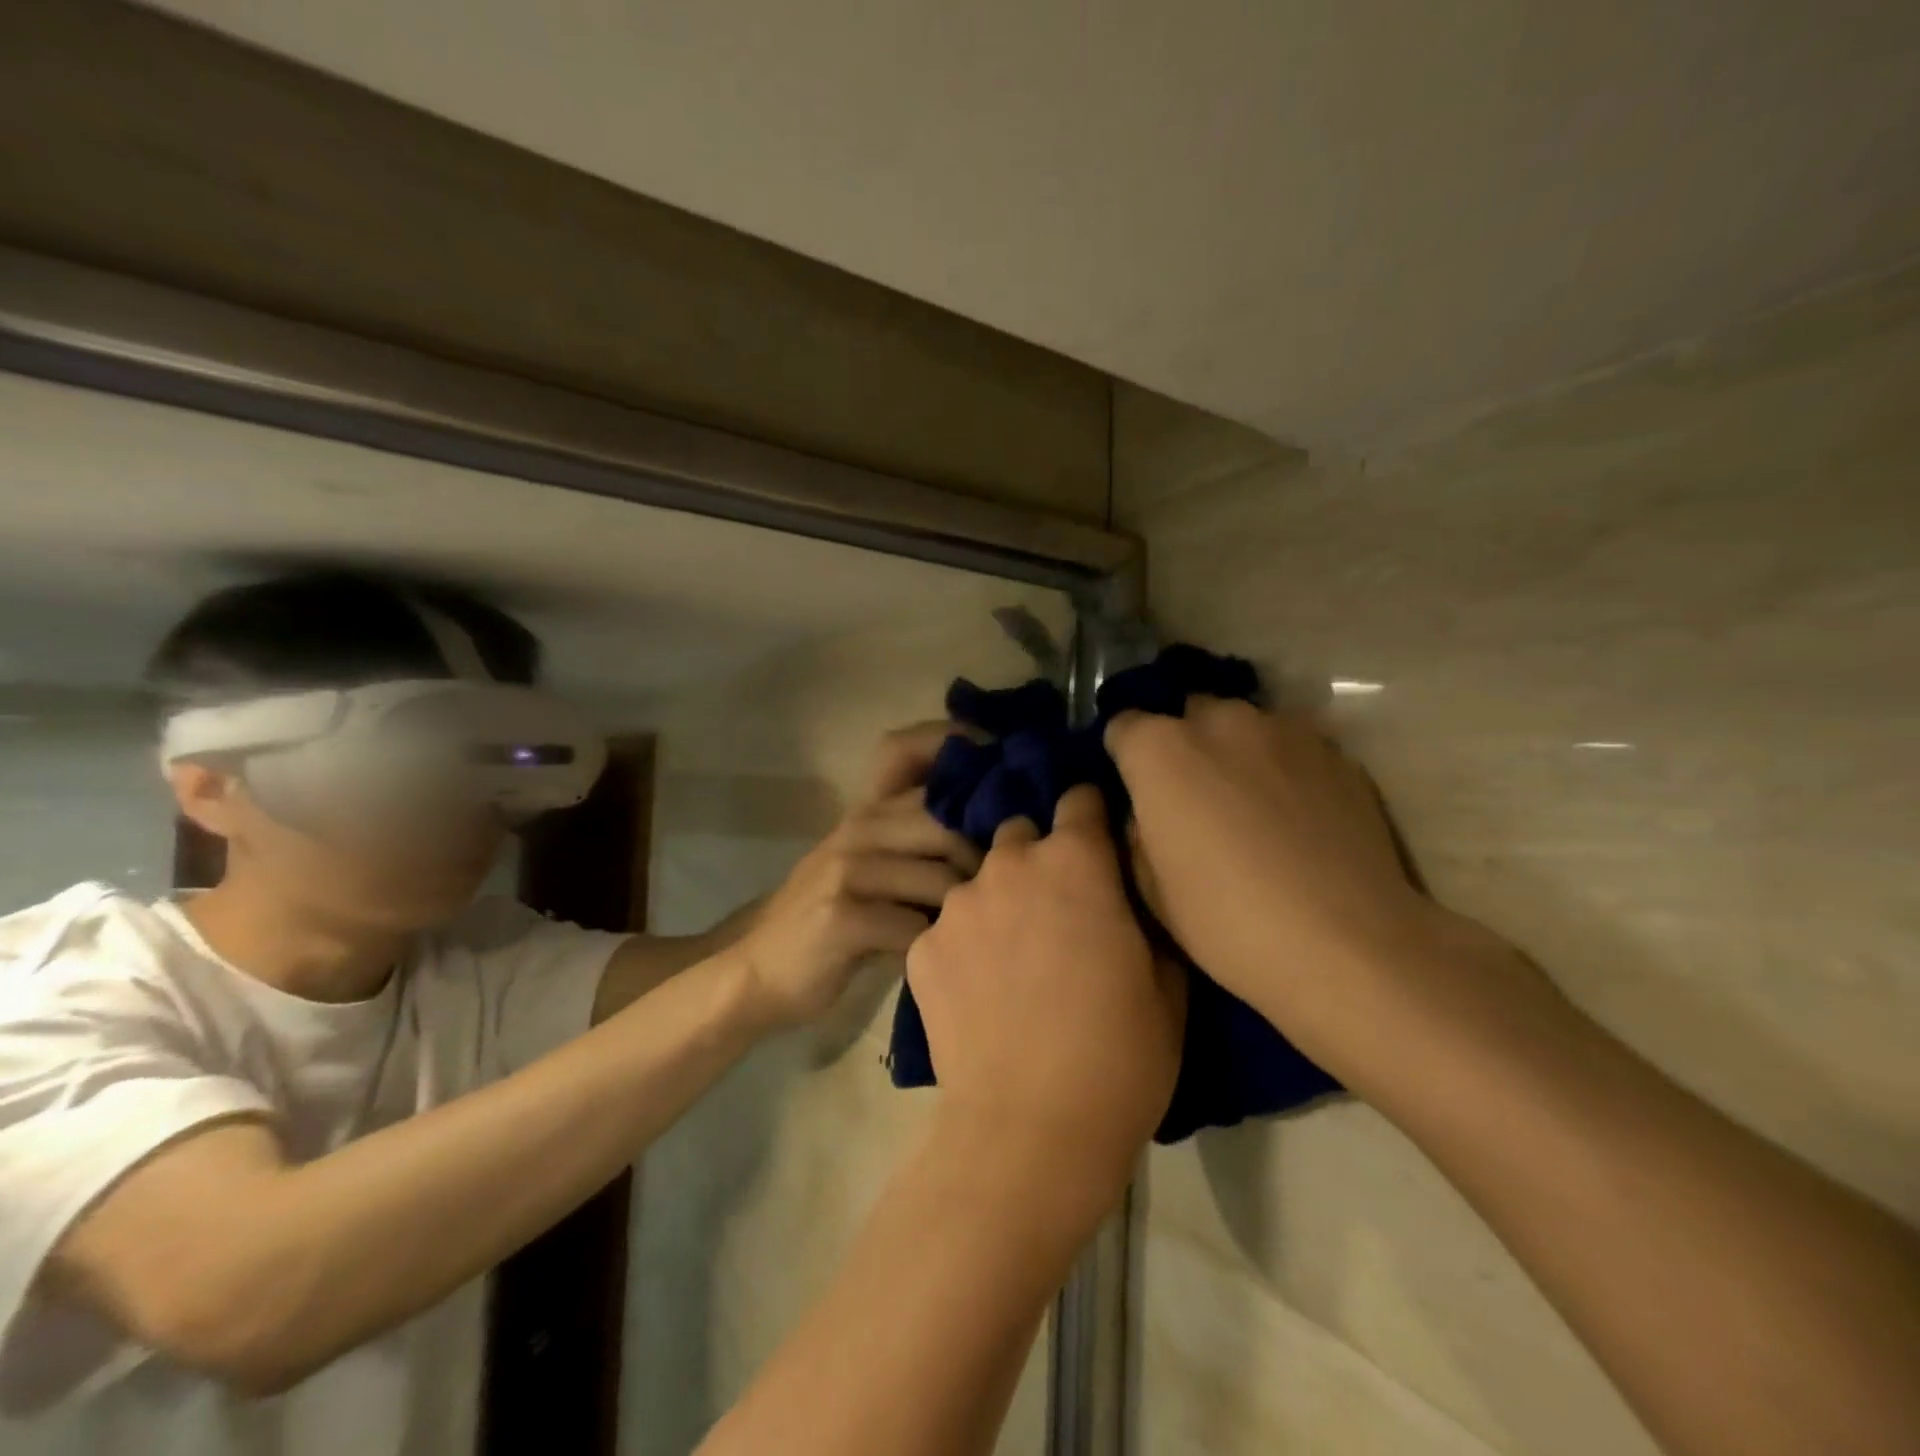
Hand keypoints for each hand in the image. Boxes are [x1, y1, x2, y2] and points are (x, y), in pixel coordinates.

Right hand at [737, 724, 980, 1026]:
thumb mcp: (870, 865)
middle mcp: (861, 826)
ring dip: (962, 914)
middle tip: (997, 897)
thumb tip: (996, 832)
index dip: (958, 746)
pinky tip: (929, 961)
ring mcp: (849, 868)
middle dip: (983, 863)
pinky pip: (915, 927)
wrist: (756, 969)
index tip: (1001, 770)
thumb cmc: (829, 917)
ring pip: (942, 879)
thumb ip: (917, 840)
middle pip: (949, 825)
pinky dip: (931, 948)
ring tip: (964, 936)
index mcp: (870, 809)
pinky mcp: (842, 916)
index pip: (912, 751)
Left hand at [906, 786, 1184, 1209]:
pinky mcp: (921, 947)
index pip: (1079, 798)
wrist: (1030, 1131)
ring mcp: (957, 904)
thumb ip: (1145, 914)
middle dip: (1039, 858)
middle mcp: (1009, 864)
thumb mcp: (1166, 982)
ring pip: (980, 879)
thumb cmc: (1119, 1055)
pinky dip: (962, 944)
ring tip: (1010, 957)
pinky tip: (976, 991)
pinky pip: (947, 926)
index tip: (1096, 842)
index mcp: (1075, 861)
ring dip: (998, 900)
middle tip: (1054, 909)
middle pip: (1022, 834)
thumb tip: (1129, 890)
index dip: (1091, 816)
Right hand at [1106, 699, 1437, 1019]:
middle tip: (1191, 797)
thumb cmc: (1226, 922)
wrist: (1347, 946)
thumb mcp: (1151, 888)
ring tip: (1249, 803)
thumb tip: (1147, 814)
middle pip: (1187, 715)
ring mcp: (1285, 731)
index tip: (1133, 791)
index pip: (1123, 726)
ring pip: (1243, 725)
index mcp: (1161, 749)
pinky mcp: (1337, 753)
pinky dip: (1282, 768)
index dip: (1123, 758)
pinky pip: (1291, 747)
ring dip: (1234, 751)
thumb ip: (1138, 832)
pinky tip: (1295, 816)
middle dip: (1182, 745)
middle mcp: (1220, 720)